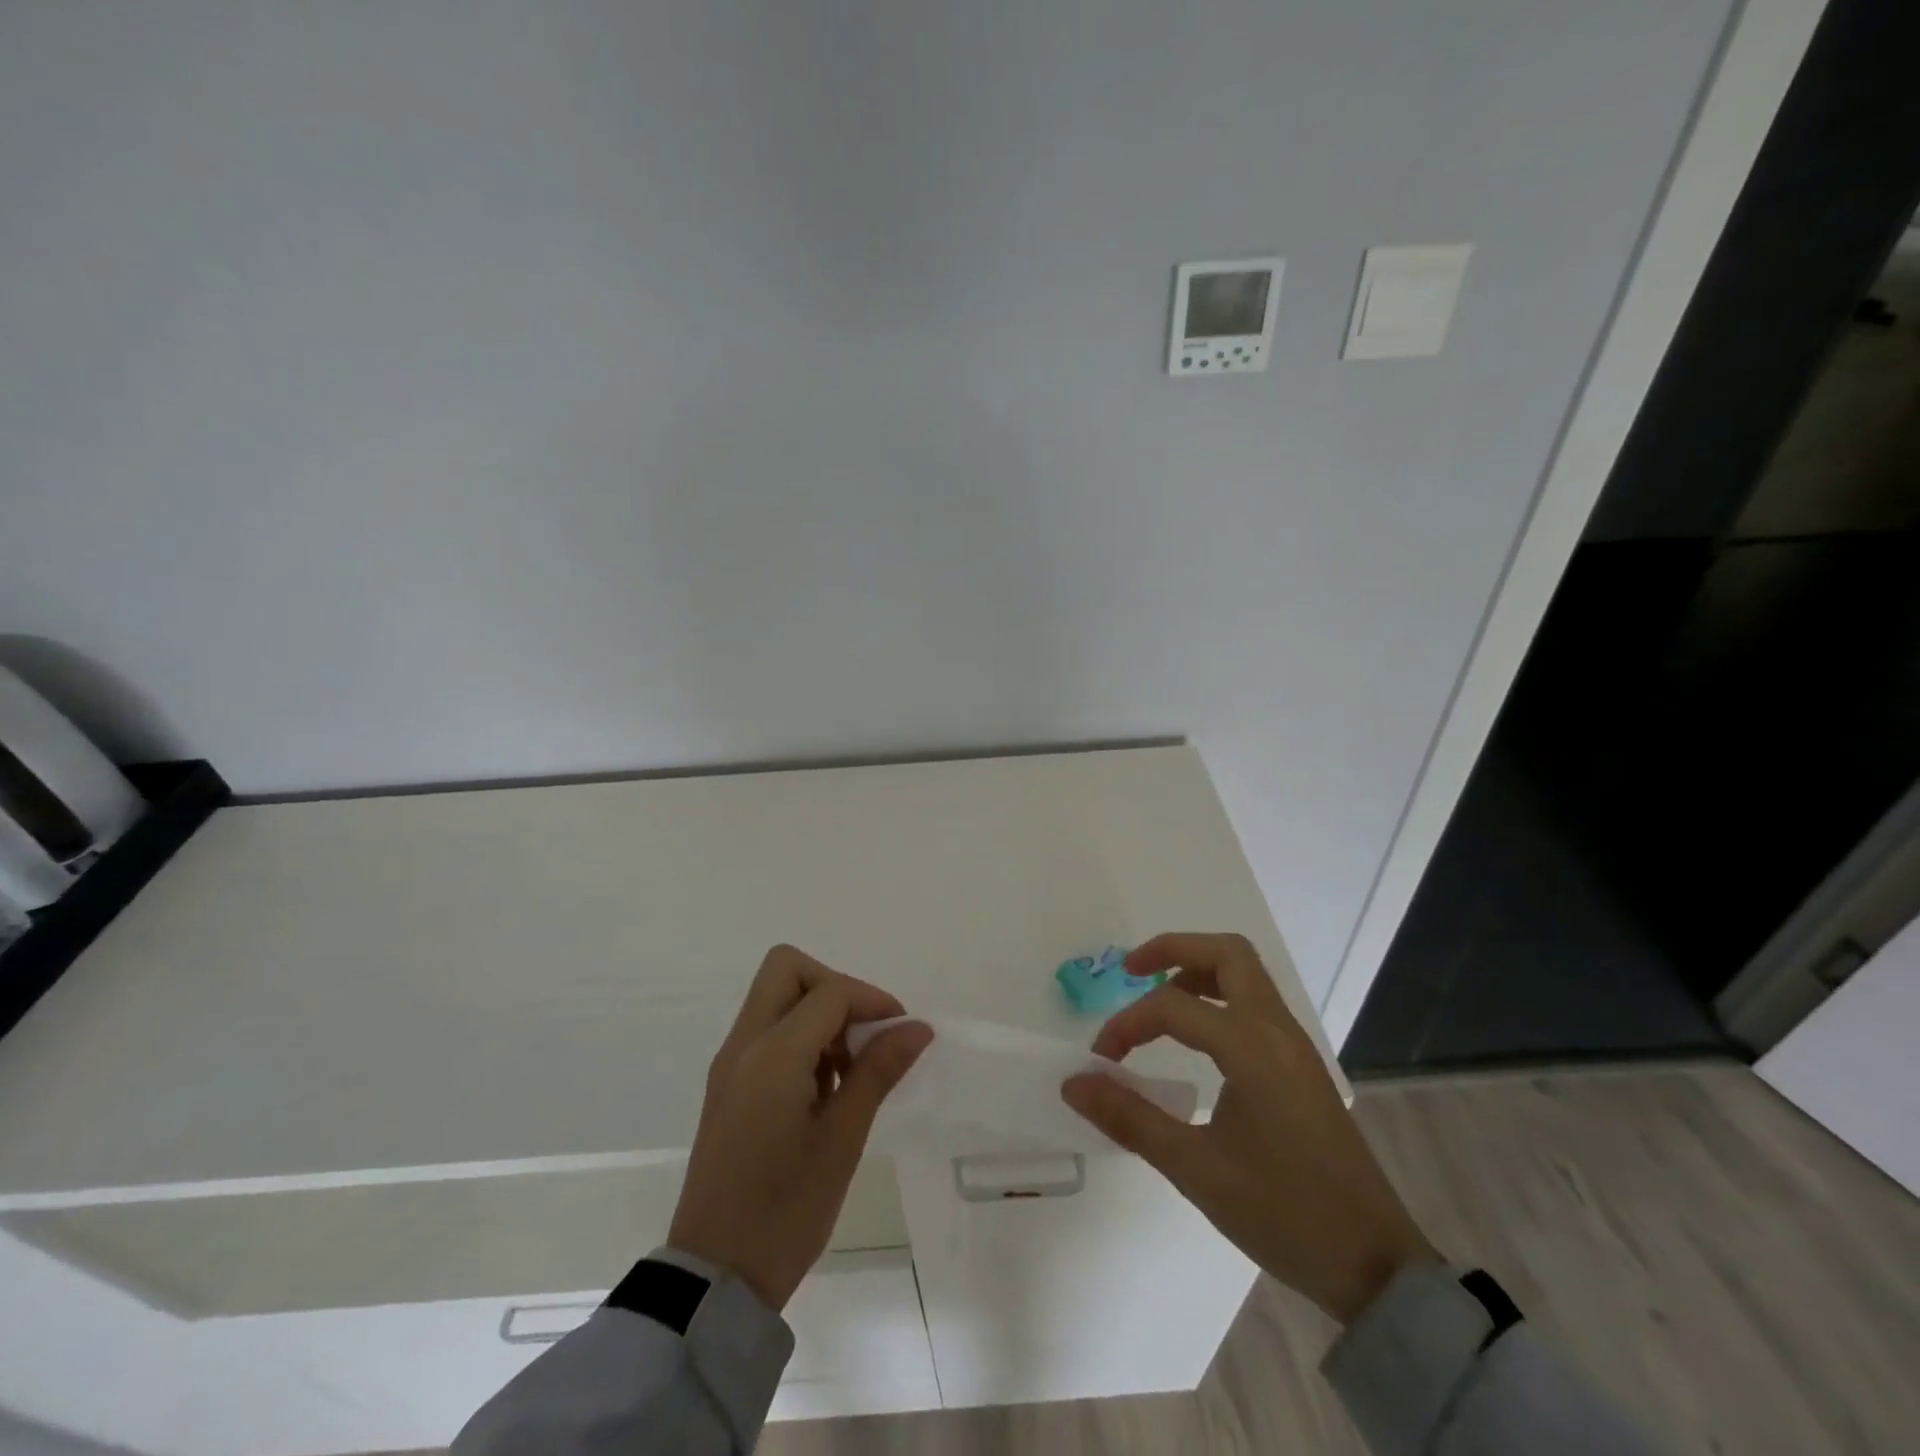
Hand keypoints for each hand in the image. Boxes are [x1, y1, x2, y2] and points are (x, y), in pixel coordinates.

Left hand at [668, 945, 932, 1311]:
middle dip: (834, 987)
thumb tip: (917, 1027)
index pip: (830, 992)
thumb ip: (878, 1071)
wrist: (715, 1278)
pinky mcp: (726, 1084)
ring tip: (848, 1070)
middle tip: (862, 1034)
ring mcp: (730, 1063)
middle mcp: (743, 1045)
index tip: (902, 1032)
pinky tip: (822, 1087)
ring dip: (817, 1012)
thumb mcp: (843, 1139)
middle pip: (788, 970)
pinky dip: (798, 1036)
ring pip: (775, 997)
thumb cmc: (787, 1210)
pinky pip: (765, 1030)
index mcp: (772, 1055)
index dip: (873, 1000)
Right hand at [1061, 932, 1437, 1323]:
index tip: (1101, 1061)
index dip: (1126, 1024)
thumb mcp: (1196, 1169)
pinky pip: (1256, 1002)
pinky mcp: (1301, 1063)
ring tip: (1158, 1001)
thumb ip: (1130, 1118)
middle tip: (1131, 971)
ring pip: (1245, 972)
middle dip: (1172, 950)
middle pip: (1225, 952)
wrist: (1375, 1265)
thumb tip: (1074, 1084)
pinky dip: (1219, 996)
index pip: (1172, 1007)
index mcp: (1251, 1047)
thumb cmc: (1284, 1213)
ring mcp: (1295, 1044)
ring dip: (1197, 969)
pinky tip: (1197, 1037)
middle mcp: (1276, 1029)